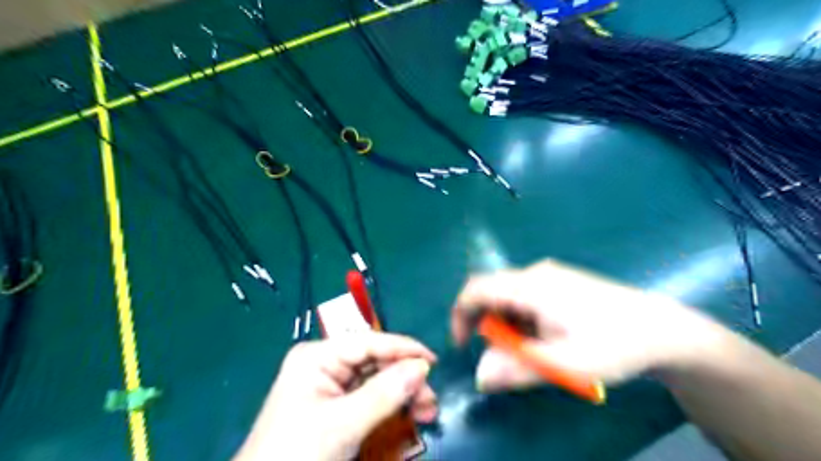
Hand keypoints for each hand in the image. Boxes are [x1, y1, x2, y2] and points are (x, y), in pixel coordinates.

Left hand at [235, 334, 439, 458]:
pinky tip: (408, 415)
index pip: (369, 342)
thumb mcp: (341, 425)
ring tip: (426, 412)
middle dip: (405, 378)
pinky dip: (390, 406)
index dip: (403, 348)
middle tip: (430, 401)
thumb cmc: (296, 455)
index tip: (434, 361)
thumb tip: (422, 367)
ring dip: (402, 394)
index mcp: (317, 356)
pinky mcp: (334, 406)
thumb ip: (383, 394)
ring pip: (376, 379)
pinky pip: (369, 398)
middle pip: (375, 361)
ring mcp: (329, 385)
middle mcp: (324, 364)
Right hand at [451, 258, 727, 392]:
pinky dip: (521, 318)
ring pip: (508, 295)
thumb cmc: (613, 344)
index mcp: (531, 286)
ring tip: (531, 349)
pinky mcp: (559, 281)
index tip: (463, 345)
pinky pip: (524, 295)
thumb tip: (480, 375)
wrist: (661, 328)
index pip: (476, 289)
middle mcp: (535, 273)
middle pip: (491, 291)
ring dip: (506, 323)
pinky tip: (544, 335)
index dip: (461, 315)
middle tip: (503, 355)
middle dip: (487, 323)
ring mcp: (549, 275)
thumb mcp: (565, 364)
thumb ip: (518, 369)